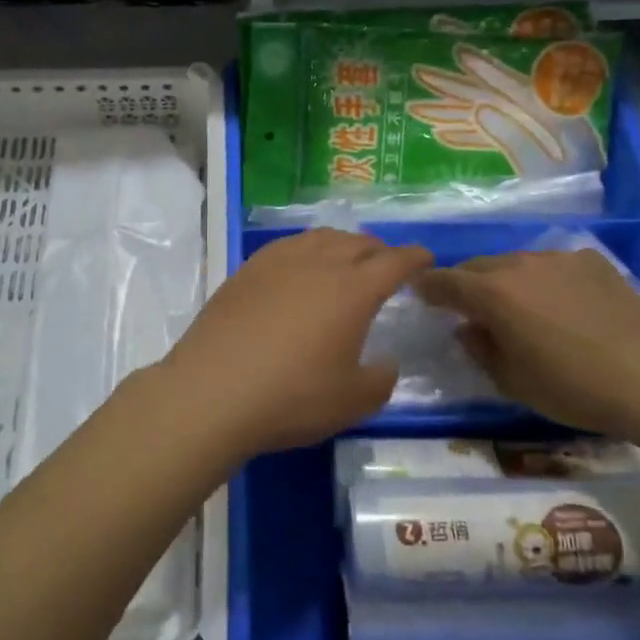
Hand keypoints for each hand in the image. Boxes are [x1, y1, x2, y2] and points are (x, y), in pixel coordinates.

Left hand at [150, 229, 432, 460]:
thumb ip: (380, 380)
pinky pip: (287, 246)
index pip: (394, 261)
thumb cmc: (291, 396)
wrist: (213, 389)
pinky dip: (307, 249)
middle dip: (379, 249)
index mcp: (353, 290)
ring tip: (346, 258)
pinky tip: (300, 267)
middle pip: (357, 242)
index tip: (426, 257)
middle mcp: (318, 263)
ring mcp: (278, 261)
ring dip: (342, 243)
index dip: (415, 257)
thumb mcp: (352, 401)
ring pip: (320, 237)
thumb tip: (385, 363)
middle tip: (386, 263)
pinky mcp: (246, 269)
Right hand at [417, 250, 639, 437]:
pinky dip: (547, 280)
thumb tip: (467, 329)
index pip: (445, 281)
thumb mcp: (511, 380)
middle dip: (468, 283)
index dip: (428, 286)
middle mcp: (519, 265)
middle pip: (479, 266)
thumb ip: (480, 349)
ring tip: (522, 306)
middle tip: (470, 306)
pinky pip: (554, 265)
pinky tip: (564, 304)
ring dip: (508, 280)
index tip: (420, 292)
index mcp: (492, 293)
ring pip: (517, 263)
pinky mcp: (590, 261)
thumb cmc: (570, 386)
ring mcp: (557, 258)